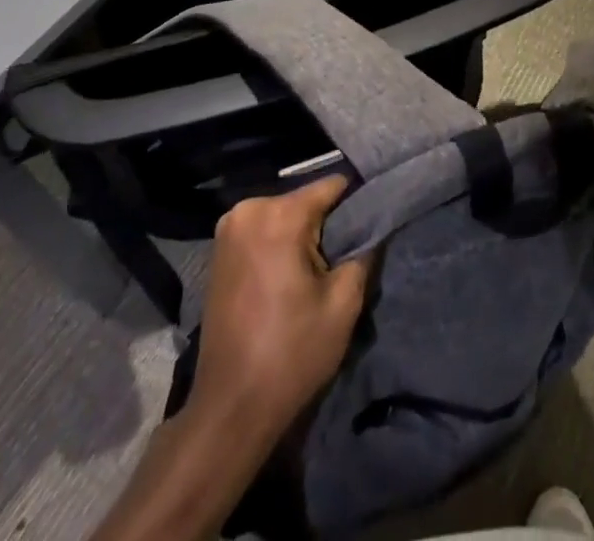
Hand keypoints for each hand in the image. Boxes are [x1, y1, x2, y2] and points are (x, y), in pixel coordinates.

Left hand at [189, 176, 373, 443]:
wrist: (230, 408)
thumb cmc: (291, 354)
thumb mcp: (343, 304)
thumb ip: (363, 252)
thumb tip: (375, 226)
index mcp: (279, 215)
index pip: (332, 186)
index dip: (357, 203)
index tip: (374, 224)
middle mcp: (248, 208)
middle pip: (305, 200)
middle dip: (327, 224)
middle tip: (342, 260)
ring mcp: (229, 227)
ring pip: (284, 216)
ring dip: (303, 236)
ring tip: (318, 273)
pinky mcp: (219, 249)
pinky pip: (263, 231)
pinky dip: (280, 245)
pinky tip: (289, 278)